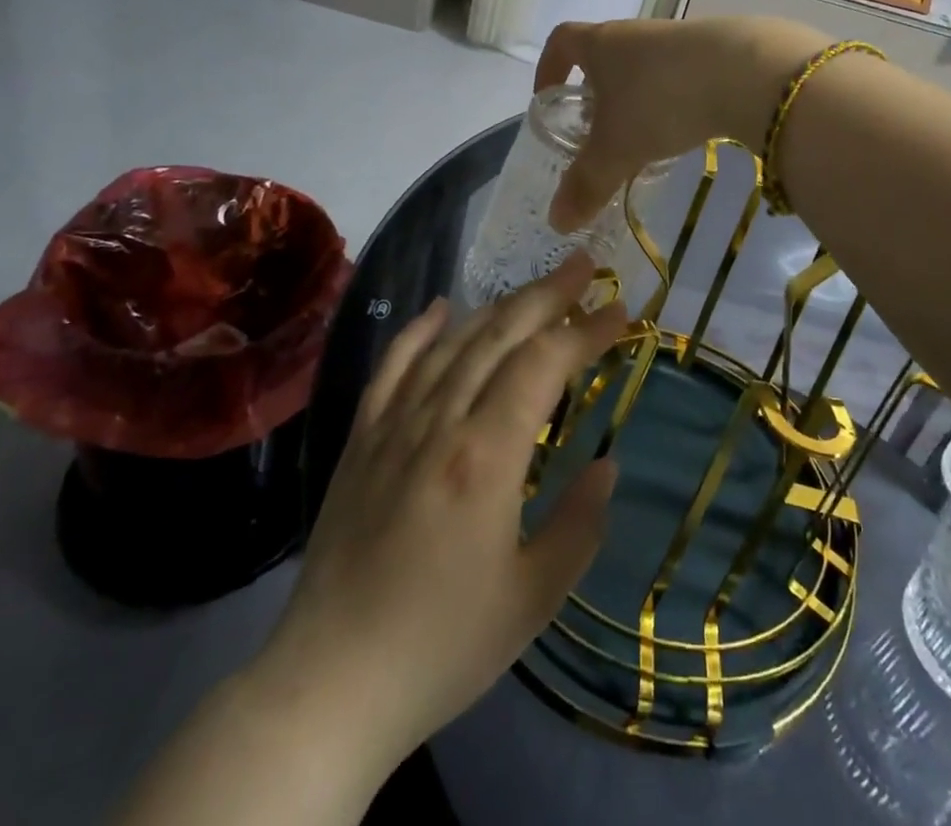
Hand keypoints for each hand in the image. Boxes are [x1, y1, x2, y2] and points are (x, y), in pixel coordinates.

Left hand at [244, 255, 627, 772]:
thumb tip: (606, 466)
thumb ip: (579, 524)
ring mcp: (394, 425)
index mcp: (486, 456)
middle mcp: (439, 422)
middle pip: (499, 335)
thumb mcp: (533, 598)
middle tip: (584, 266)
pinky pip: (393, 367)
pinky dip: (419, 331)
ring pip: (453, 343)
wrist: (329, 684)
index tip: (621, 311)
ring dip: (498, 306)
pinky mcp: (362, 439)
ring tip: (534, 288)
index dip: (586, 331)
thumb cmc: (442, 646)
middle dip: (547, 295)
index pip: (544, 364)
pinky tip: (441, 308)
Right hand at [534, 16, 823, 230]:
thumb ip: (585, 185)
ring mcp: (679, 40)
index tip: (547, 96)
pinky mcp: (718, 52)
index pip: (562, 41)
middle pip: (605, 57)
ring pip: (645, 69)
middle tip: (596, 133)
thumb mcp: (616, 150)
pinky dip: (674, 102)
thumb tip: (556, 222)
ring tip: (642, 140)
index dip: (549, 67)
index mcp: (602, 43)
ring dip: (637, 100)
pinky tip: (685, 131)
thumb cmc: (660, 101)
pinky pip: (681, 77)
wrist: (746, 72)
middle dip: (596, 93)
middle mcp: (637, 34)